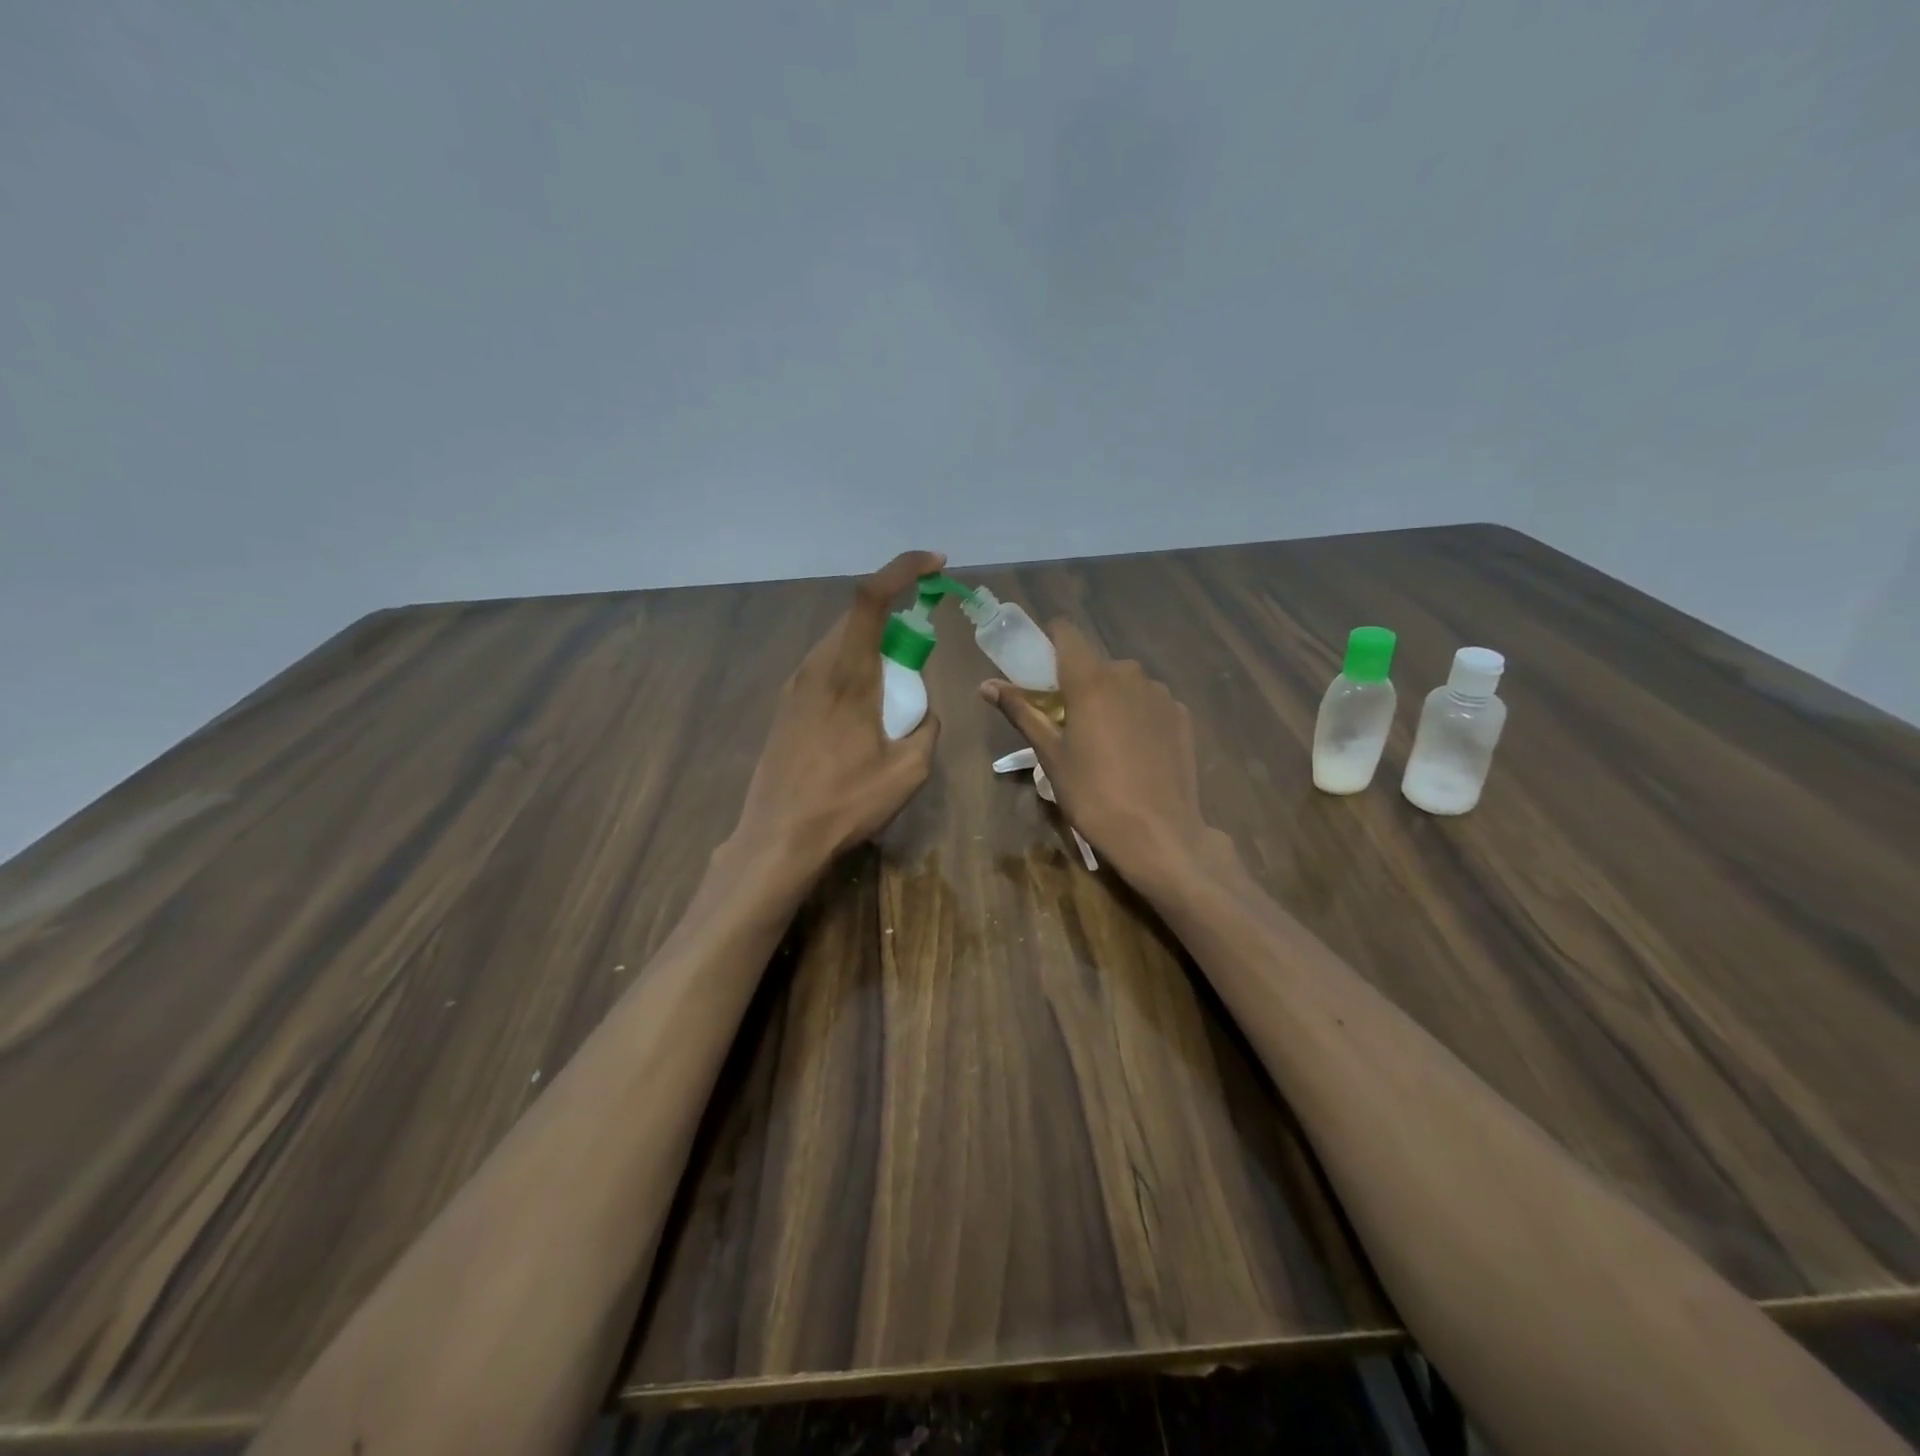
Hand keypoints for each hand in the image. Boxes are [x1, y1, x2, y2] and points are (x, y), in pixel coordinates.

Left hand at [732, 550, 945, 880]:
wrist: (777, 838)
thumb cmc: (845, 803)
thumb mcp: (909, 770)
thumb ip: (926, 727)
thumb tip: (923, 712)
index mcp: (847, 674)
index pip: (871, 598)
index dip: (903, 569)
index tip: (936, 565)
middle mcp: (815, 668)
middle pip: (857, 617)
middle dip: (896, 615)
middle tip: (923, 647)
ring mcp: (795, 686)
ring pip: (840, 642)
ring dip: (874, 646)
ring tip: (896, 686)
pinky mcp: (786, 706)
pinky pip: (826, 667)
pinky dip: (854, 668)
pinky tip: (865, 710)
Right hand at [981, 620, 1218, 891]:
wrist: (1159, 834)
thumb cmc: (1093, 795)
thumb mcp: (1050, 755)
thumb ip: (1022, 711)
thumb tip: (986, 685)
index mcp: (1091, 679)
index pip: (1066, 632)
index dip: (1048, 642)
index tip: (1037, 669)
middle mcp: (1129, 674)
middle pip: (1094, 662)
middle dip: (1076, 682)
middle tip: (1065, 721)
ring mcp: (1161, 694)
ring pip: (1124, 683)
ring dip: (1108, 699)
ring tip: (1103, 743)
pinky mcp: (1182, 715)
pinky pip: (1148, 703)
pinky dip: (1136, 716)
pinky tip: (1134, 753)